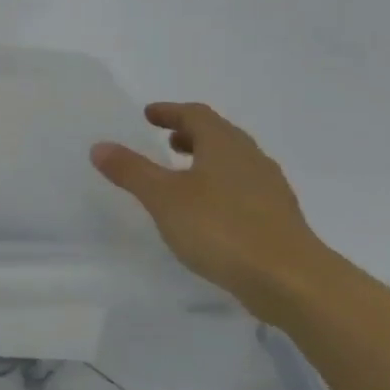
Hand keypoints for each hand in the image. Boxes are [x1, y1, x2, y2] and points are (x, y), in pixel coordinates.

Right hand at [91, 103, 328, 320]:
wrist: (288, 278)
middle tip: (166, 141)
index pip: (196, 114)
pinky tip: (208, 211)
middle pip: (219, 135)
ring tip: (183, 175)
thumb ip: (131, 171)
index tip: (148, 115)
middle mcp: (251, 158)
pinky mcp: (277, 217)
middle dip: (190, 134)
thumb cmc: (220, 228)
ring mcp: (269, 188)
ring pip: (233, 162)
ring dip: (206, 160)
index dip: (170, 111)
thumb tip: (100, 145)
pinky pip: (243, 188)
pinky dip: (220, 186)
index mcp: (225, 145)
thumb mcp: (164, 198)